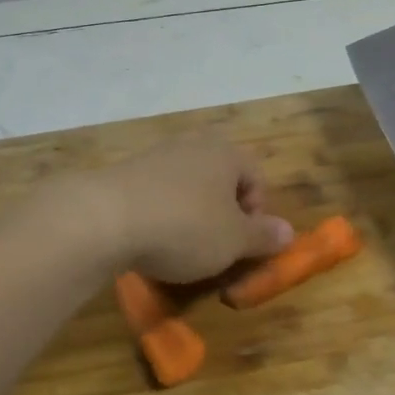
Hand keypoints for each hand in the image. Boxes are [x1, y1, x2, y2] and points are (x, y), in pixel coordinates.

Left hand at [80, 132, 294, 282]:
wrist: (105, 218)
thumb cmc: (185, 227)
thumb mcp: (233, 241)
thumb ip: (263, 236)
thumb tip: (289, 232)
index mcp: (226, 152)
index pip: (256, 178)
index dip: (256, 214)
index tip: (243, 244)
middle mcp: (193, 145)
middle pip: (221, 180)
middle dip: (222, 214)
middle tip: (216, 247)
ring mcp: (156, 156)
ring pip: (187, 188)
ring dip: (190, 216)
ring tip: (181, 249)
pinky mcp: (124, 173)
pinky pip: (156, 195)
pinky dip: (160, 216)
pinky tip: (150, 241)